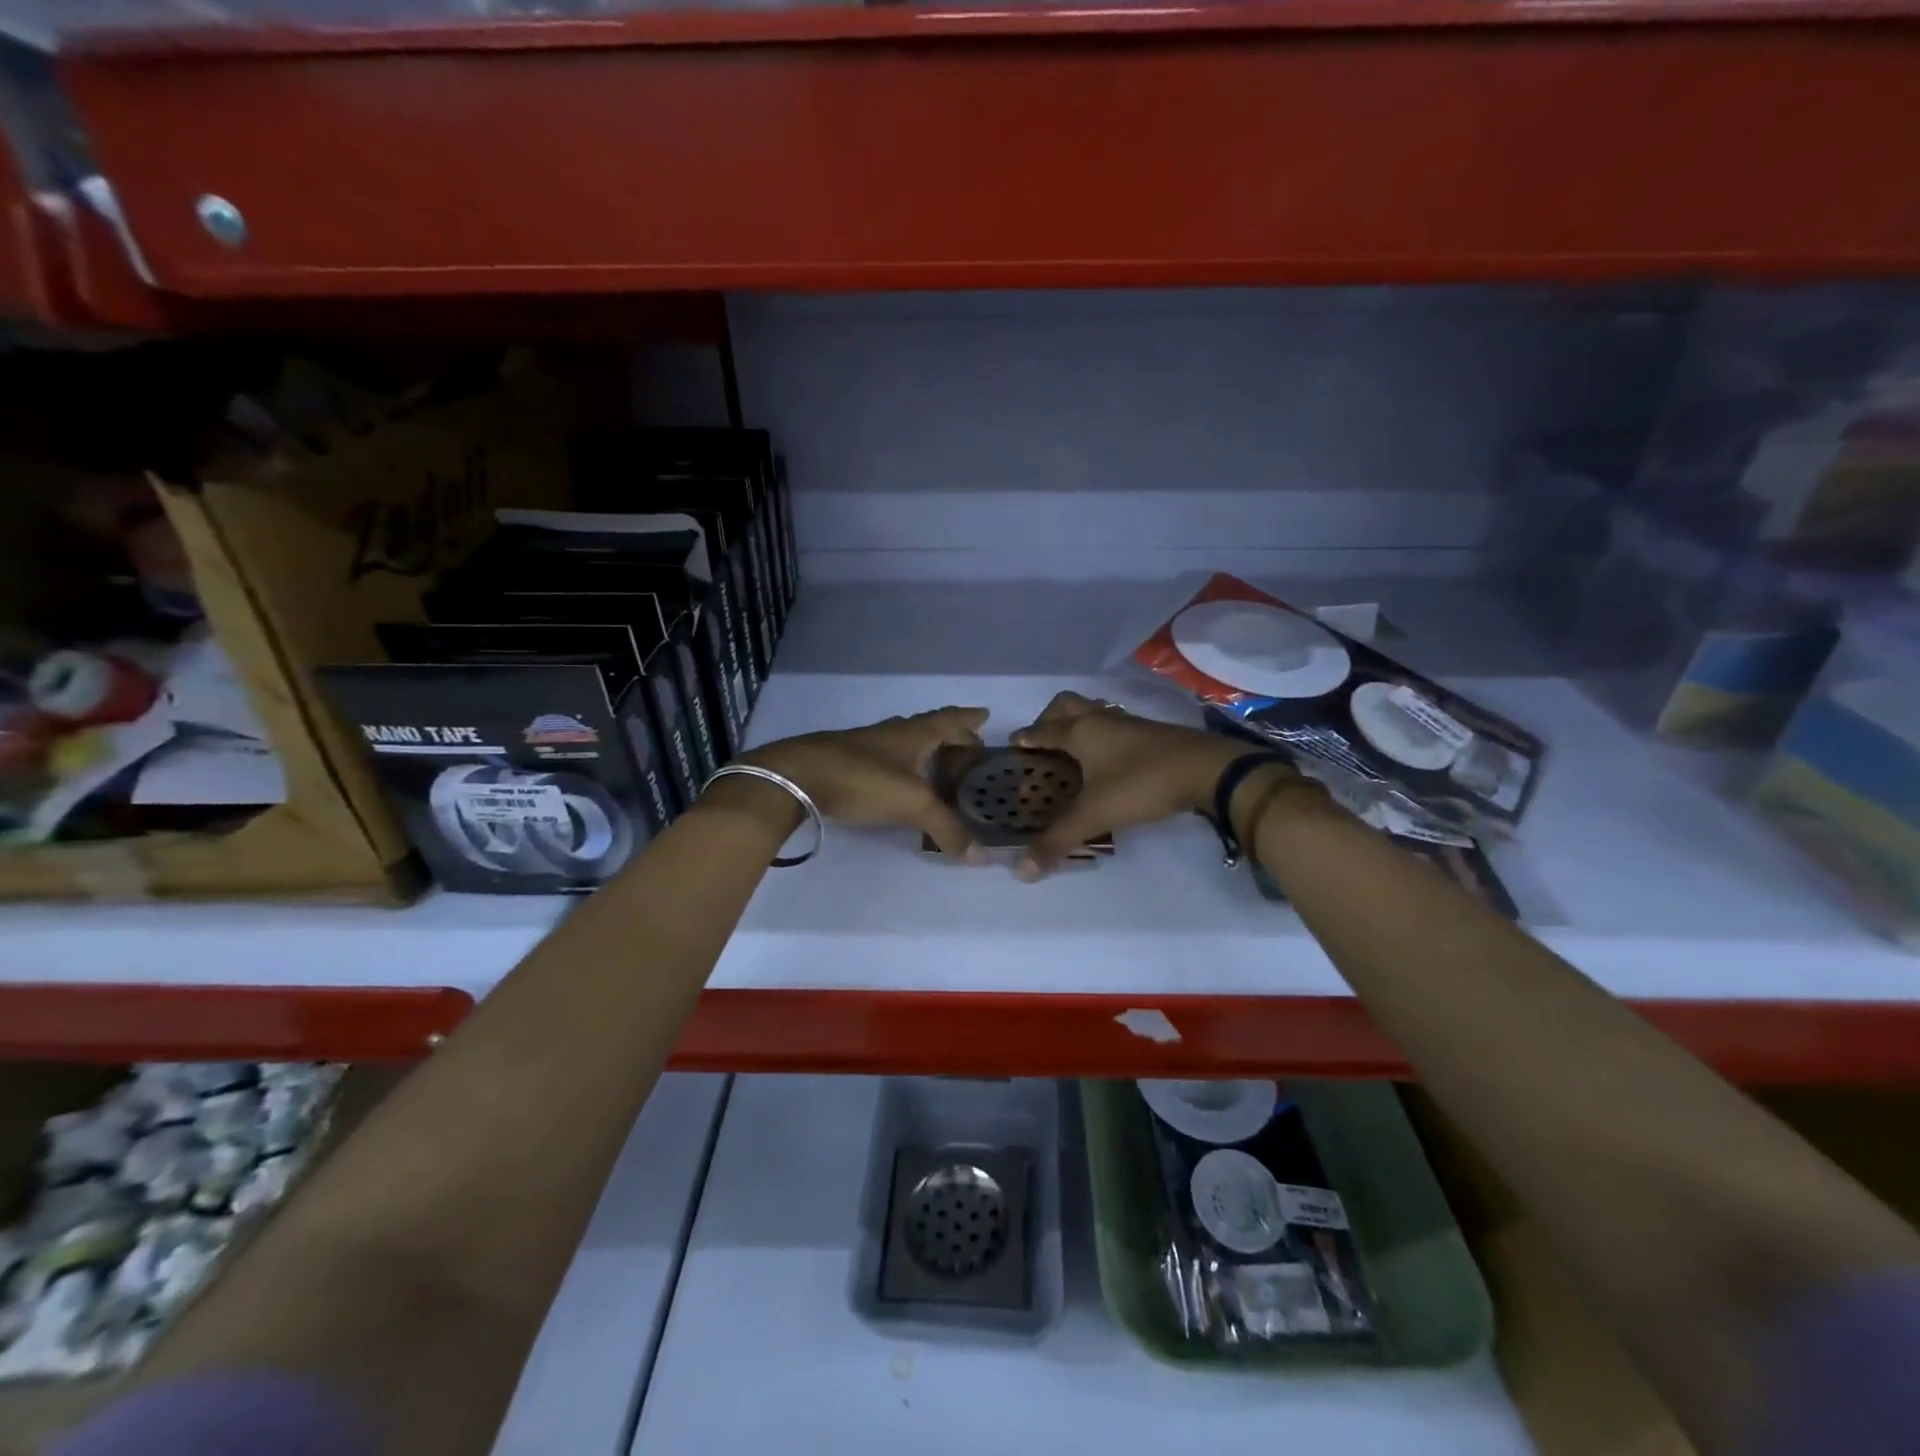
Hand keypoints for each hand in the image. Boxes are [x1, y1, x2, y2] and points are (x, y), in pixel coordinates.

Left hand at [744, 706, 990, 857]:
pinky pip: (886, 760)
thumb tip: (979, 857)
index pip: (950, 719)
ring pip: (905, 743)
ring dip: (925, 752)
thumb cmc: (863, 779)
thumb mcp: (912, 803)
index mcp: (914, 733)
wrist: (797, 776)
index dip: (969, 718)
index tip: (985, 716)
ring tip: (939, 767)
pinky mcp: (846, 762)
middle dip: (951, 737)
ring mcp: (867, 745)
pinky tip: (900, 783)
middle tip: (970, 750)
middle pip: (929, 728)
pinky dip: (903, 768)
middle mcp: (893, 733)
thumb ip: (947, 828)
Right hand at [1008, 691, 1300, 878]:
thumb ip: (1058, 840)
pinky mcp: (1150, 732)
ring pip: (1092, 712)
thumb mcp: (1095, 814)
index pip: (1040, 730)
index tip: (1012, 748)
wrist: (1207, 769)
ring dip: (1077, 725)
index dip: (1024, 739)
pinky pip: (1114, 725)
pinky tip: (1108, 761)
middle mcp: (1099, 718)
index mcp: (1079, 730)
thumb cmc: (1141, 783)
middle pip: (1065, 706)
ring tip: (1072, 753)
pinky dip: (1102, 736)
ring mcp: (1128, 722)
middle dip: (1048, 721)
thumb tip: (1021, 871)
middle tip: (1043, 746)